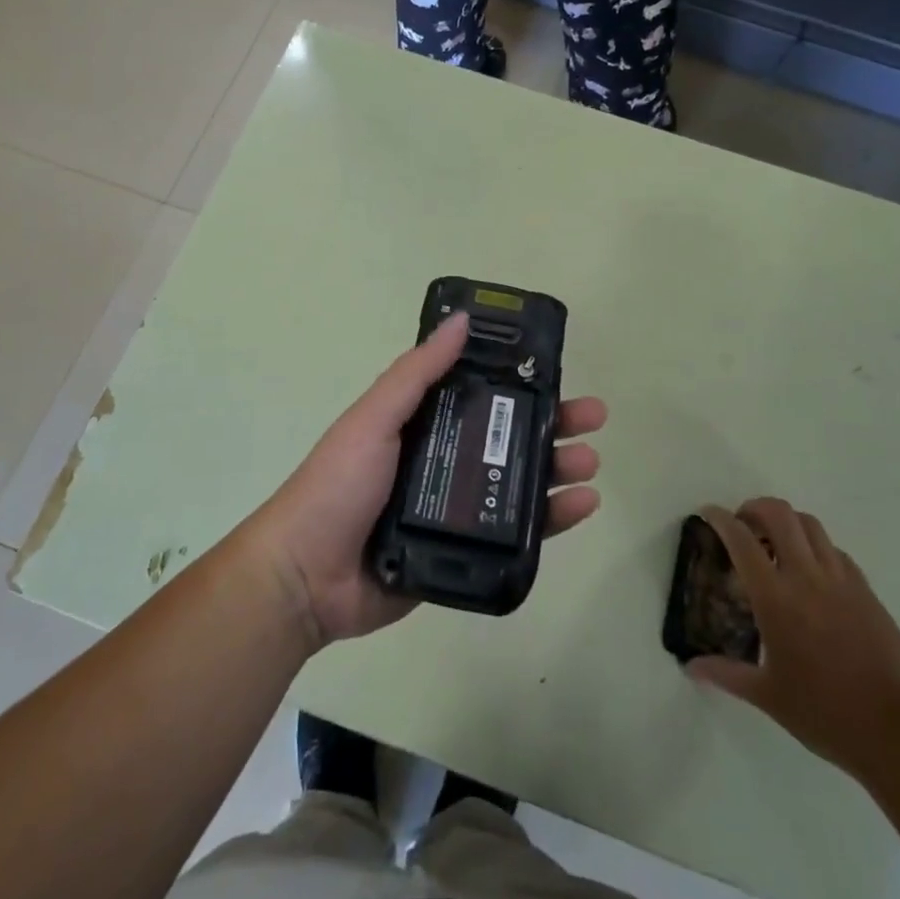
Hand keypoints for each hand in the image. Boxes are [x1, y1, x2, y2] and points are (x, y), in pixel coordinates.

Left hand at [247, 311, 605, 648]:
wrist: (305, 577)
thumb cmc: (338, 485)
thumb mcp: (374, 418)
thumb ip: (416, 373)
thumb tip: (461, 321)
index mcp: (421, 425)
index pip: (480, 395)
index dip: (519, 382)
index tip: (557, 371)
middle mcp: (442, 461)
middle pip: (507, 437)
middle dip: (552, 425)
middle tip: (593, 418)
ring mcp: (454, 511)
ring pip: (518, 483)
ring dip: (557, 469)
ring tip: (591, 463)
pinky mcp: (464, 554)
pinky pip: (514, 533)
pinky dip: (550, 520)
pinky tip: (580, 507)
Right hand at [689, 498, 899, 784]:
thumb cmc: (826, 713)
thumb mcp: (768, 696)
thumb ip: (726, 674)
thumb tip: (691, 667)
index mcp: (775, 597)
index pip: (740, 539)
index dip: (719, 518)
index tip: (707, 513)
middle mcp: (807, 577)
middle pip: (779, 514)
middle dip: (755, 507)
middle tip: (743, 524)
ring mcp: (842, 581)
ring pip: (811, 525)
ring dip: (787, 522)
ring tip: (776, 543)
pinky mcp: (867, 592)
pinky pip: (836, 552)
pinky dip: (816, 547)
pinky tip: (812, 573)